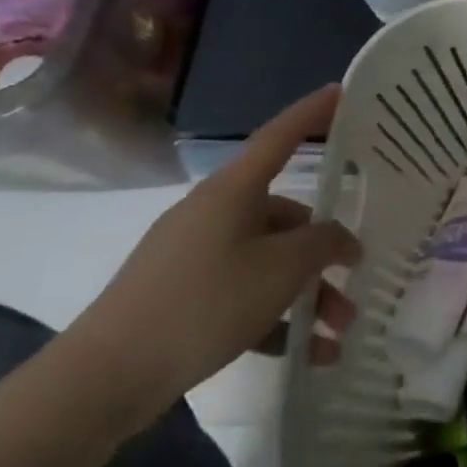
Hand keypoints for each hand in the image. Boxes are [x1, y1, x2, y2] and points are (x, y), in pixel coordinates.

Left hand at [67, 86, 360, 427]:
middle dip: (326, 252)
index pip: (280, 138)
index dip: (311, 113)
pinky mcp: (185, 294)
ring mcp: (196, 256)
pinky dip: (278, 318)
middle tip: (357, 277)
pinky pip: (246, 294)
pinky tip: (308, 352)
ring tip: (338, 332)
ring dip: (309, 293)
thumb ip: (325, 243)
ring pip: (271, 262)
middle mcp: (214, 214)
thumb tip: (341, 238)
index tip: (341, 92)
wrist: (109, 374)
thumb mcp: (283, 269)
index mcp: (232, 192)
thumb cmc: (205, 302)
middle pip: (286, 218)